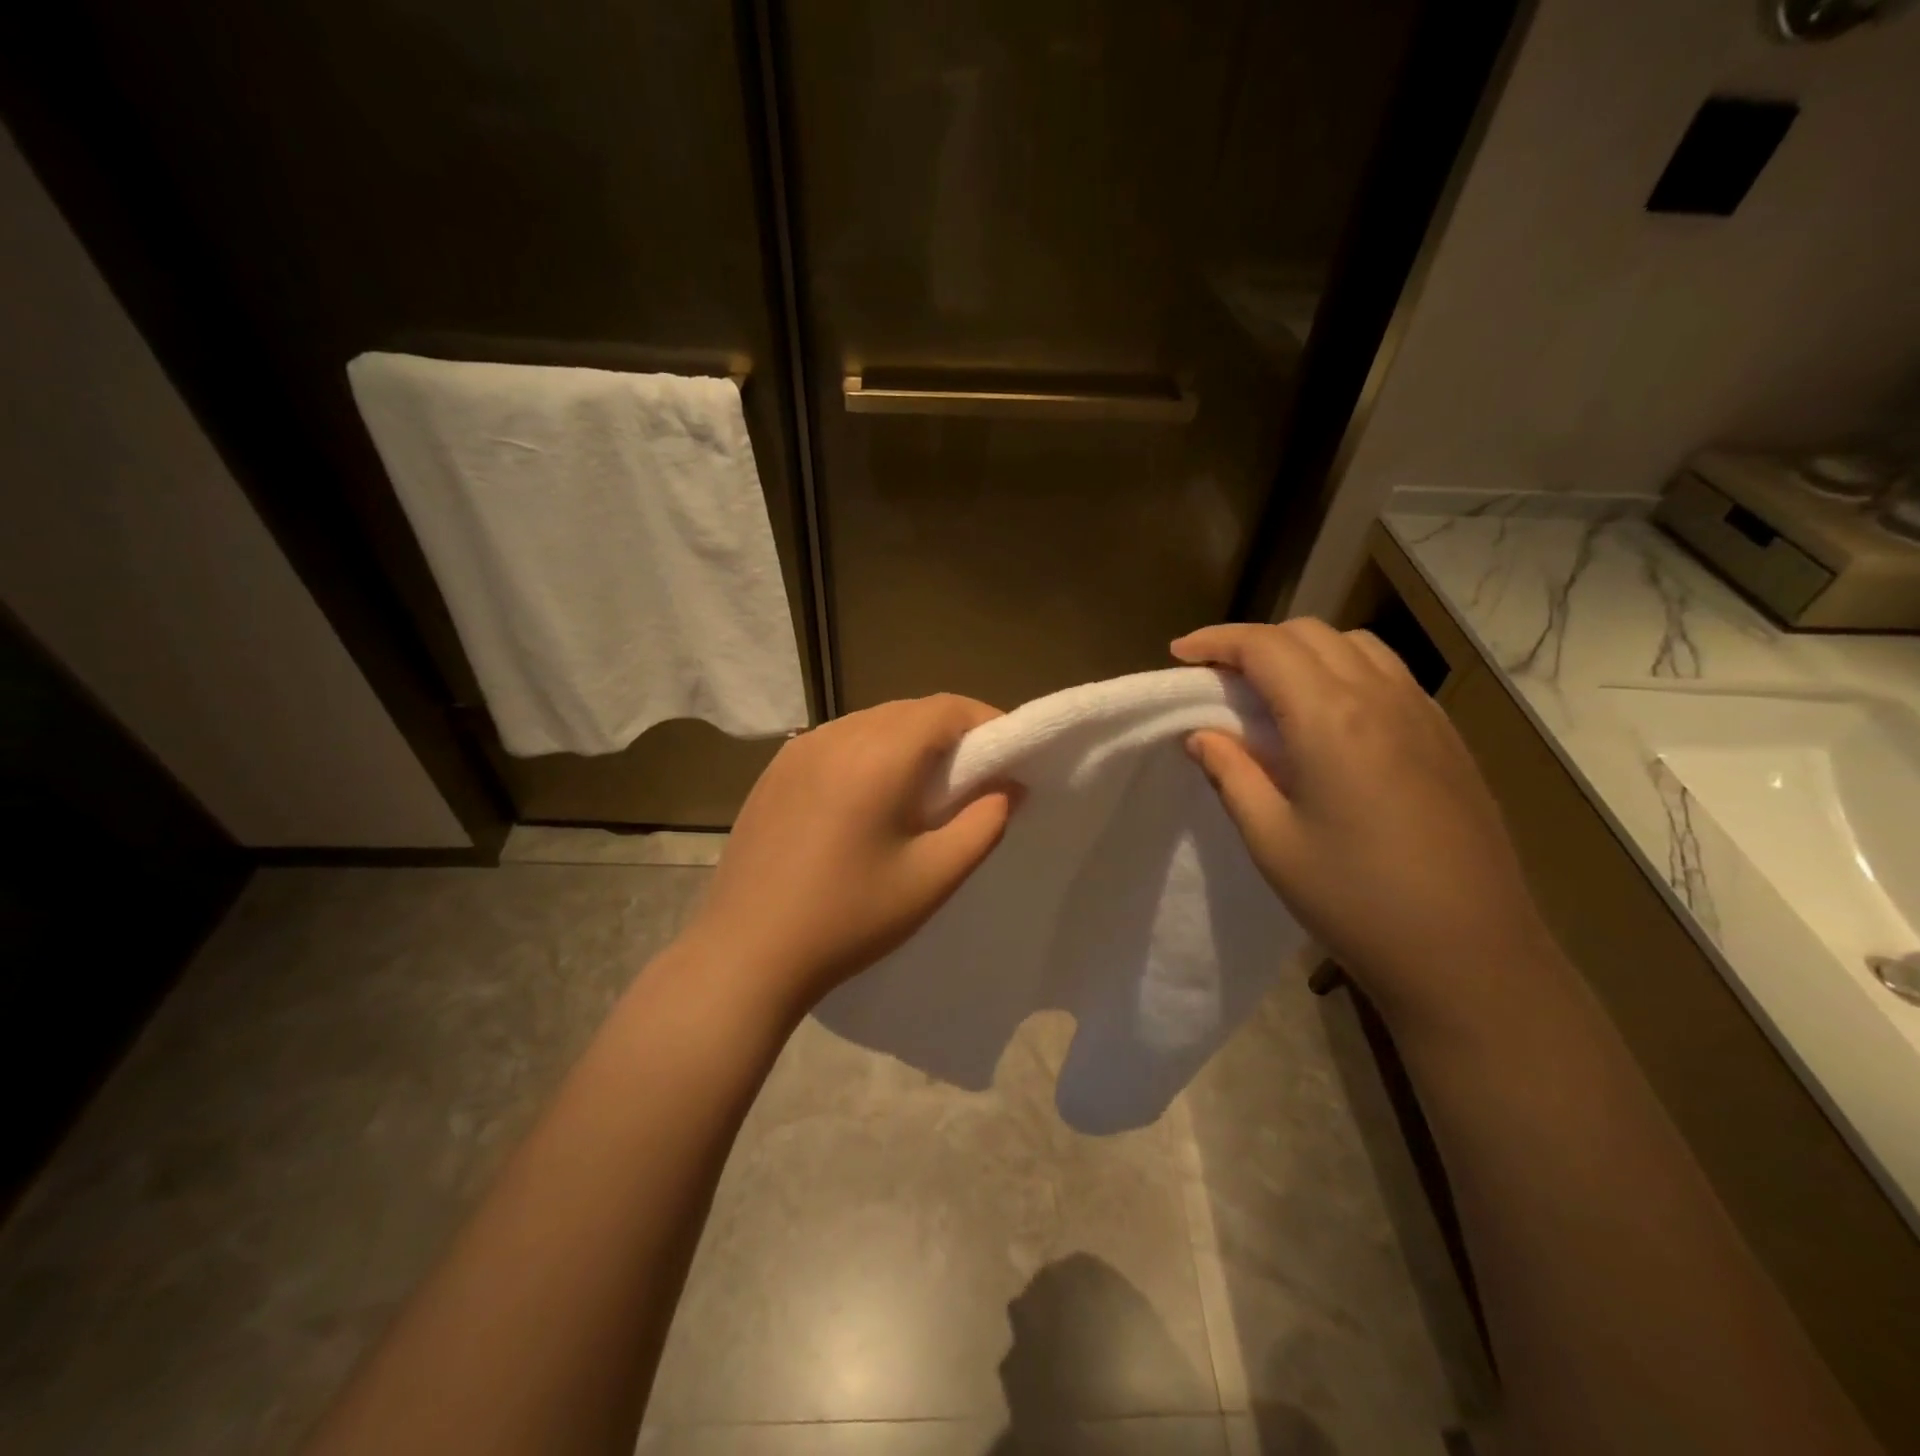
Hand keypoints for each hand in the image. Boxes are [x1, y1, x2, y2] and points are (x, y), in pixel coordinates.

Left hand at [681, 695, 1015, 1014]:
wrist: (746, 954)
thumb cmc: (849, 918)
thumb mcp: (933, 878)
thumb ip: (984, 824)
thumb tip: (1009, 786)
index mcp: (877, 755)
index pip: (945, 709)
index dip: (985, 721)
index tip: (1008, 755)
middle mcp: (835, 736)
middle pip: (908, 711)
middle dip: (950, 733)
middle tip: (973, 777)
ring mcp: (797, 750)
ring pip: (871, 723)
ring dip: (908, 742)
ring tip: (924, 790)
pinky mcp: (775, 771)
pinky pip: (838, 742)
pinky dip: (869, 753)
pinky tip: (869, 798)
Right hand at [1174, 620, 1552, 1030]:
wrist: (1469, 954)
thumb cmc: (1355, 900)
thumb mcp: (1272, 841)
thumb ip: (1232, 774)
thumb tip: (1201, 735)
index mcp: (1331, 718)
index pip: (1265, 647)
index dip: (1216, 641)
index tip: (1180, 654)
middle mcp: (1381, 697)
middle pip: (1310, 634)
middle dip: (1255, 642)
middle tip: (1217, 676)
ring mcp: (1423, 714)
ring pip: (1355, 645)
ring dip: (1304, 650)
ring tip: (1271, 689)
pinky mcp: (1448, 738)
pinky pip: (1389, 674)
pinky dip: (1345, 670)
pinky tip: (1330, 717)